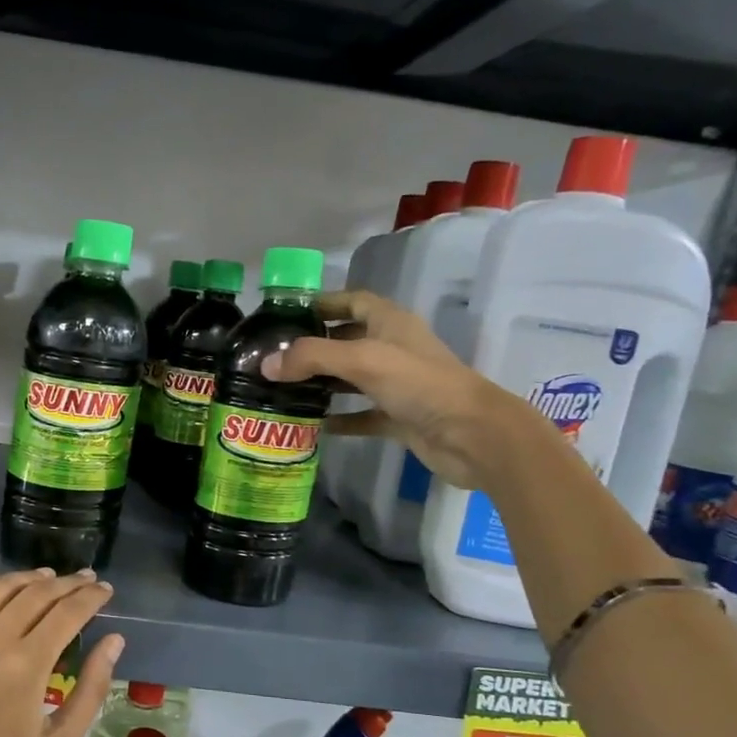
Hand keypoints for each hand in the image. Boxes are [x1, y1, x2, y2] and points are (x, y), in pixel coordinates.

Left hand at [0, 568, 122, 736]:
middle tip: (83, 581)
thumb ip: (91, 688)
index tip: (104, 590)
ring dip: (25, 578)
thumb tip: (114, 640)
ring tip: (44, 579)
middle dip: (66, 583)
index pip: (67, 612)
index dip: (91, 597)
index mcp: (25, 667)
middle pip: (35, 593)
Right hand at [262, 290, 553, 491]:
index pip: (352, 301)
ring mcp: (397, 385)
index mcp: (390, 323)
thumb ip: (311, 357)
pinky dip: (339, 419)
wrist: (470, 435)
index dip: (322, 303)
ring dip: (322, 383)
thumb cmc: (419, 384)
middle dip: (313, 347)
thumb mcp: (361, 360)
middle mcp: (393, 349)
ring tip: (283, 390)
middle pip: (346, 340)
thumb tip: (265, 364)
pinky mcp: (398, 418)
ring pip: (351, 379)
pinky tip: (312, 426)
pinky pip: (361, 415)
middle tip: (274, 359)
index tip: (286, 315)